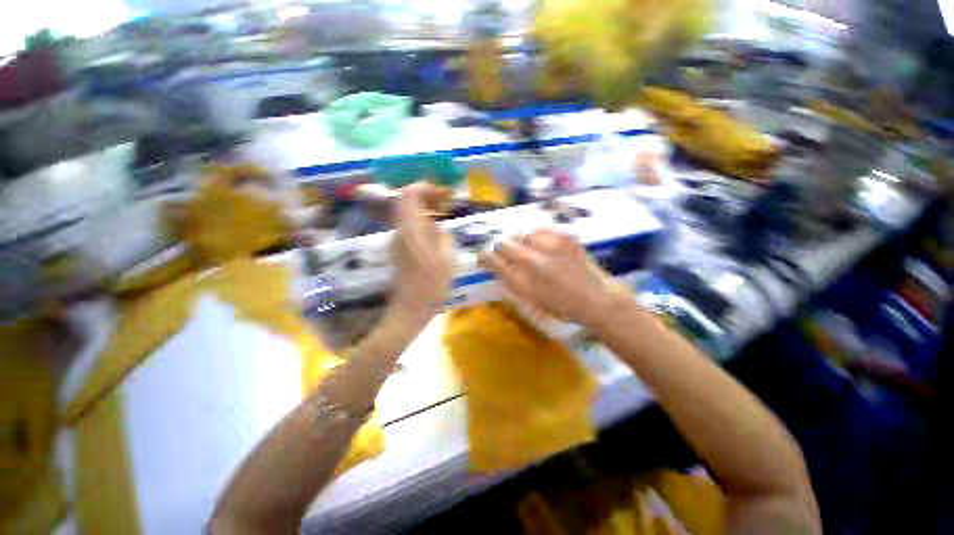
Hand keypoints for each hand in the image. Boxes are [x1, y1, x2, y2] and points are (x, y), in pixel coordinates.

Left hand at [389, 184, 453, 325]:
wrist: (410, 309)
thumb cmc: (430, 286)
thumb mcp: (445, 259)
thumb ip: (443, 236)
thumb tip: (439, 227)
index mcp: (409, 230)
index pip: (409, 194)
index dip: (427, 188)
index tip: (445, 193)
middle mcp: (399, 232)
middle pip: (408, 202)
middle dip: (429, 197)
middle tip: (448, 201)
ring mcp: (397, 242)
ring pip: (409, 215)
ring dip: (427, 210)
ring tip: (446, 214)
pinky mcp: (400, 251)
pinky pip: (411, 228)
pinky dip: (424, 223)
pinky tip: (438, 232)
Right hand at [478, 229, 626, 326]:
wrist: (594, 299)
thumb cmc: (560, 305)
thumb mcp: (530, 298)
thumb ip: (510, 280)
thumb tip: (495, 265)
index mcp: (523, 278)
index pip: (493, 260)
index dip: (485, 258)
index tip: (484, 258)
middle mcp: (533, 259)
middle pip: (504, 244)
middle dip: (502, 249)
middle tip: (507, 255)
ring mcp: (550, 246)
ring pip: (523, 235)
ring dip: (521, 242)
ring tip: (529, 250)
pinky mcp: (565, 238)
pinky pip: (543, 230)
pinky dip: (539, 236)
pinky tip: (544, 245)